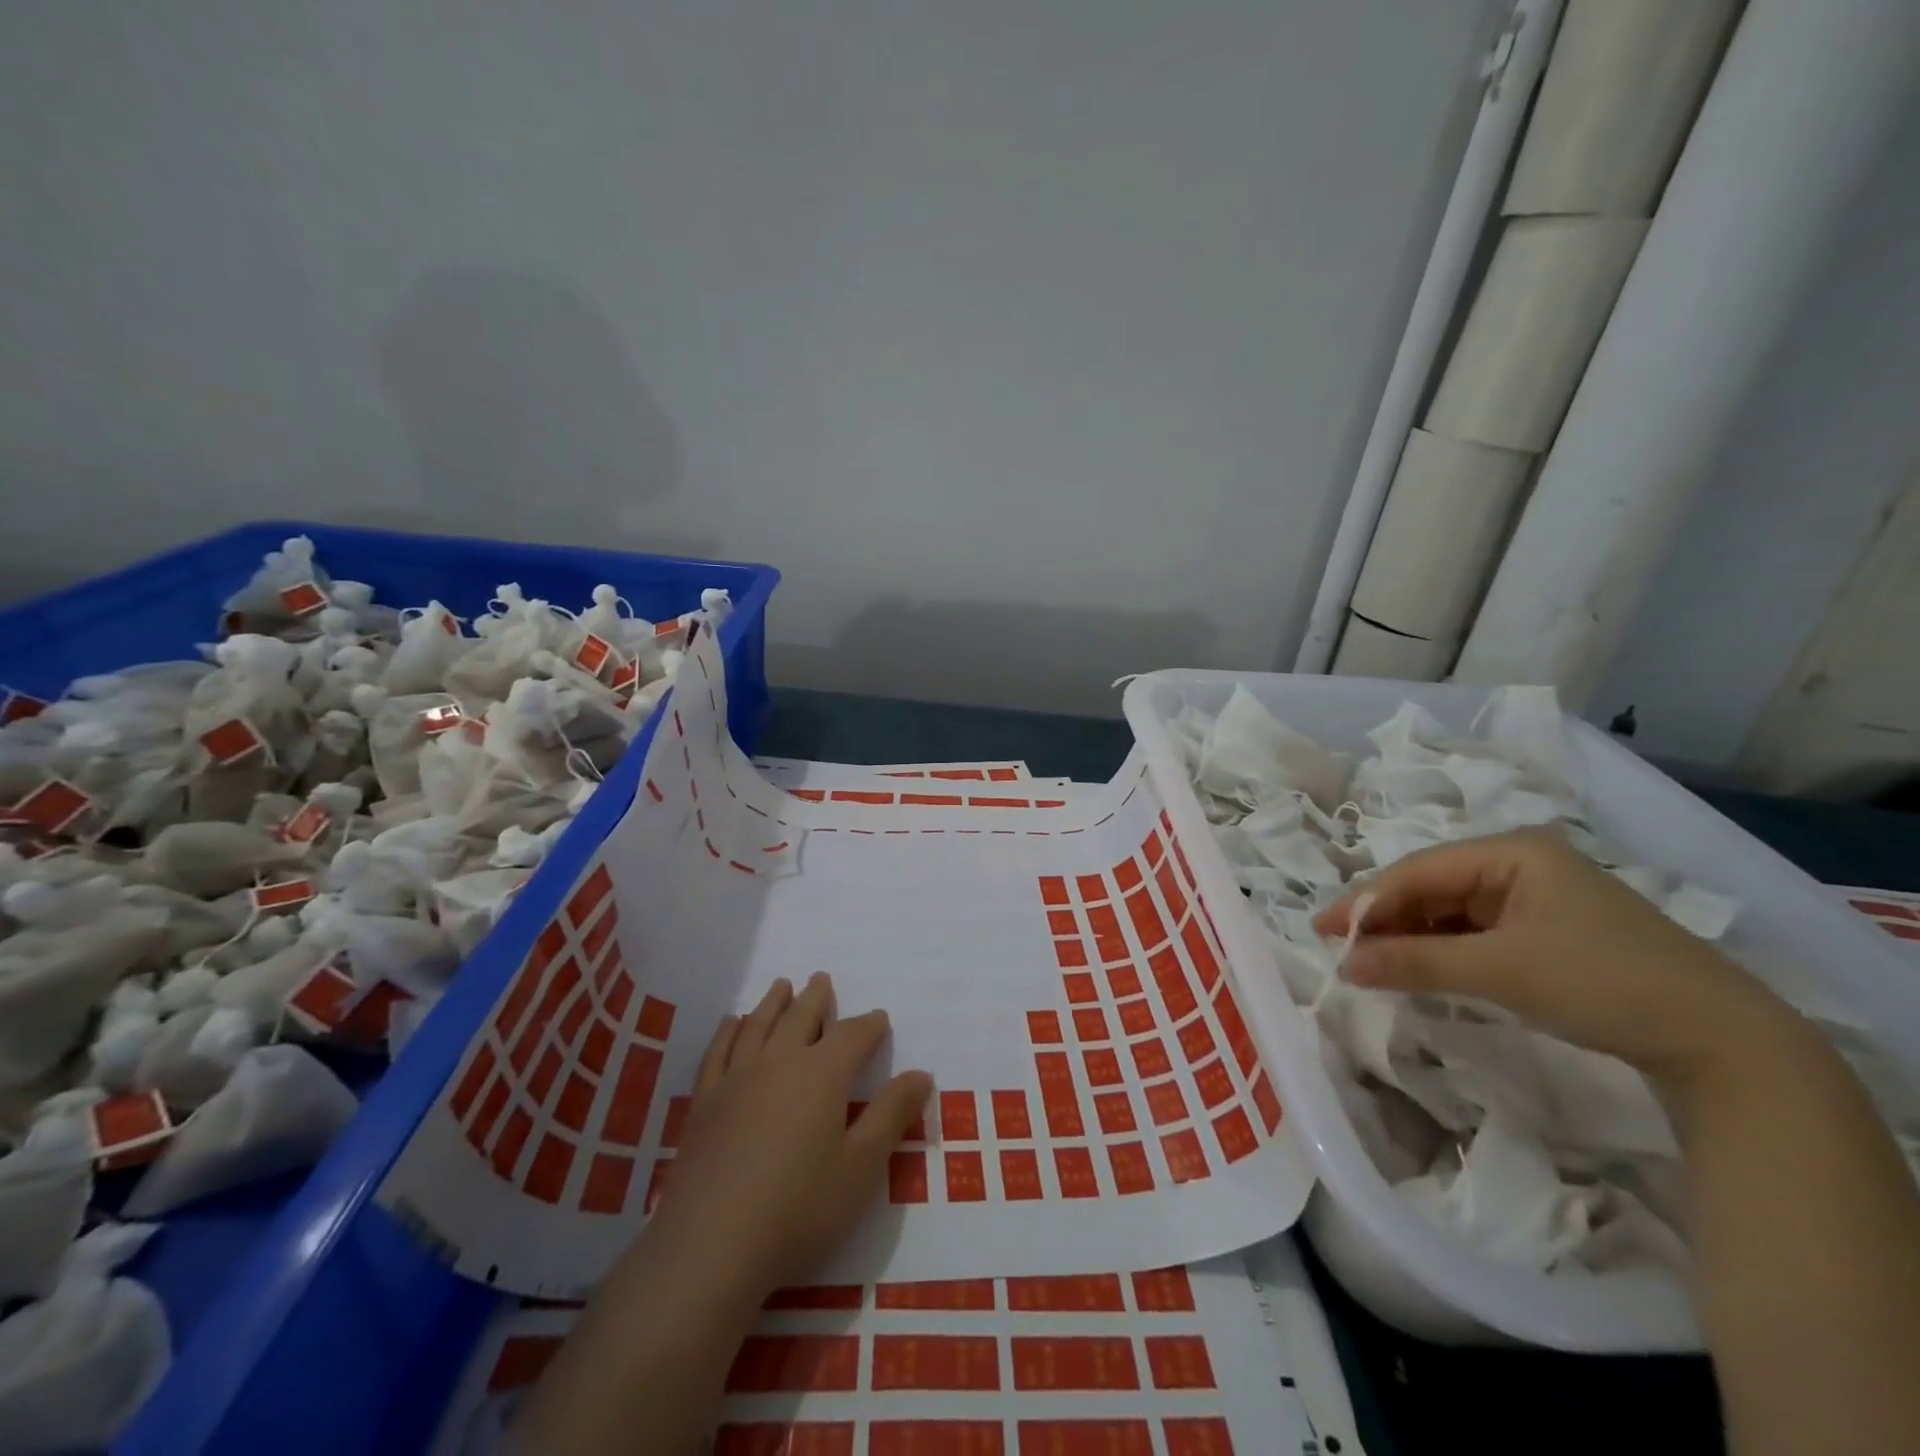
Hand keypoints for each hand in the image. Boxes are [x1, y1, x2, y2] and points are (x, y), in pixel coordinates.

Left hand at [647, 973, 932, 1300]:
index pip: (853, 1036)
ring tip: (782, 986)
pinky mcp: (704, 1103)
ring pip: (758, 1026)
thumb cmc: (799, 1207)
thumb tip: (921, 1074)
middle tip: (821, 979)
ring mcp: (736, 1079)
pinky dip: (727, 1032)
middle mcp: (779, 1062)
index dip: (869, 1025)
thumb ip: (892, 1115)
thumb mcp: (862, 1167)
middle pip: (801, 1017)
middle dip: (816, 998)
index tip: (879, 1018)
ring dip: (773, 1003)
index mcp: (822, 1074)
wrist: (711, 1245)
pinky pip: (718, 1052)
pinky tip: (730, 1024)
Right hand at [1313, 828, 1799, 1089]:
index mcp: (1512, 852)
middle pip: (1431, 886)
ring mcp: (1535, 898)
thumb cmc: (1604, 984)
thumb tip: (1344, 965)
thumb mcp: (1501, 971)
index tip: (1322, 931)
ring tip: (1371, 962)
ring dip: (1410, 936)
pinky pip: (1474, 932)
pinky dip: (1442, 950)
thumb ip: (1416, 962)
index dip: (1365, 901)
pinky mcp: (1546, 931)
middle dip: (1385, 919)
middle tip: (1342, 949)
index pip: (1417, 870)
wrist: (1724, 1044)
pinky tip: (1419, 968)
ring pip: (1449, 910)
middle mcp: (1519, 864)